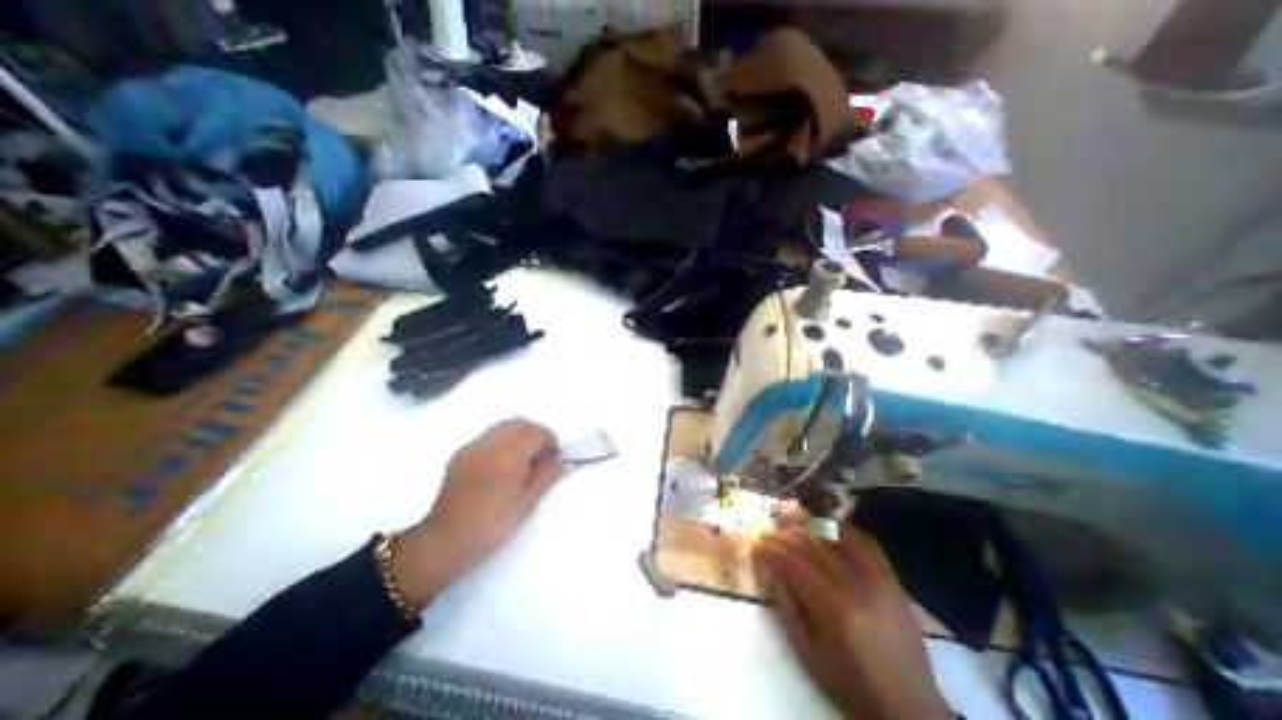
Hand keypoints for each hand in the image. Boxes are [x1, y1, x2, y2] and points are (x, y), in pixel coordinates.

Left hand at [391, 419, 560, 605]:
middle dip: (535, 433)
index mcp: (509, 458)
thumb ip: (546, 477)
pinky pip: (486, 436)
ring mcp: (472, 448)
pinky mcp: (460, 454)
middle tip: (541, 454)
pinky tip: (500, 464)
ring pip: (502, 426)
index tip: (554, 455)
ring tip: (522, 457)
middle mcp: (490, 445)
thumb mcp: (526, 504)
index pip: (536, 432)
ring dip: (518, 434)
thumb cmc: (491, 527)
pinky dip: (501, 441)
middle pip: (520, 423)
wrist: (443, 542)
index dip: (550, 440)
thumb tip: (560, 460)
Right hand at [755, 527, 950, 716]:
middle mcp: (858, 588)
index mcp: (835, 609)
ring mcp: (879, 582)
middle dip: (787, 537)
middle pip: (815, 549)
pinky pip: (868, 545)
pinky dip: (846, 532)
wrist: (909, 709)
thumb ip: (784, 606)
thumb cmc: (849, 684)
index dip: (774, 551)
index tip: (757, 544)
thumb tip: (765, 568)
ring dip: (813, 527)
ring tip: (795, 523)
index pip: (797, 565)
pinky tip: (831, 527)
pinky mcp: (894, 583)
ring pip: (840, 540)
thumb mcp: (807, 652)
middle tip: (769, 533)